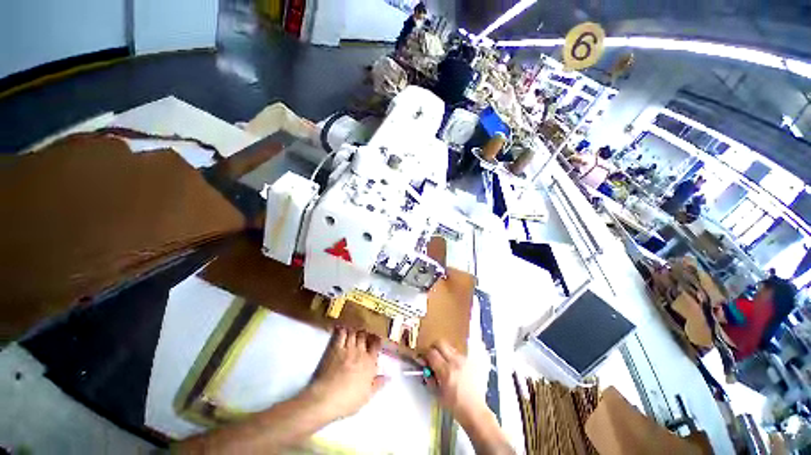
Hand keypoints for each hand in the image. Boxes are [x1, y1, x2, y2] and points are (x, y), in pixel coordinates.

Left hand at [304, 327, 386, 419]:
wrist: (325, 399)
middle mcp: (360, 352)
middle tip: (364, 330)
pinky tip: (343, 326)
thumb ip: (378, 384)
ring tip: (354, 325)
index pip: (376, 345)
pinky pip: (341, 333)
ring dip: (355, 328)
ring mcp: (347, 348)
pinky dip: (343, 328)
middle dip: (365, 331)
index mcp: (370, 363)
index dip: (376, 339)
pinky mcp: (335, 347)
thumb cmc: (347, 401)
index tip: (375, 337)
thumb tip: (388, 377)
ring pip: (354, 331)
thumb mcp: (366, 396)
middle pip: (365, 335)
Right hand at [424, 340, 486, 422]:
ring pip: (449, 347)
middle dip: (434, 348)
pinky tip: (454, 367)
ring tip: (444, 363)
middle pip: (440, 343)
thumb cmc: (454, 406)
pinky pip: (458, 353)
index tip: (424, 359)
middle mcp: (455, 362)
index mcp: (446, 371)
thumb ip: (430, 378)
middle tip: (432, 356)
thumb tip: (425, 367)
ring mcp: (464, 360)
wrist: (475, 410)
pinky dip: (453, 357)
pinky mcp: (470, 361)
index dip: (425, 354)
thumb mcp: (437, 394)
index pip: (432, 353)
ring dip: (444, 352)